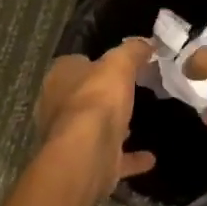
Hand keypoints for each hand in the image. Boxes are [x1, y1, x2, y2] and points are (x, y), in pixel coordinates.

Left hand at [37, 39, 157, 193]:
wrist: (86, 154)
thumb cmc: (97, 99)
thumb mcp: (120, 63)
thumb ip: (133, 51)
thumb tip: (146, 42)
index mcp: (59, 77)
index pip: (76, 63)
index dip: (97, 62)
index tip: (121, 65)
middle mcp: (57, 107)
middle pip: (82, 96)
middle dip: (103, 96)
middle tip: (130, 92)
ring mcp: (69, 138)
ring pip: (93, 128)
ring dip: (112, 127)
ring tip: (137, 122)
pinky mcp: (85, 163)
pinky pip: (111, 156)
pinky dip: (129, 158)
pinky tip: (150, 158)